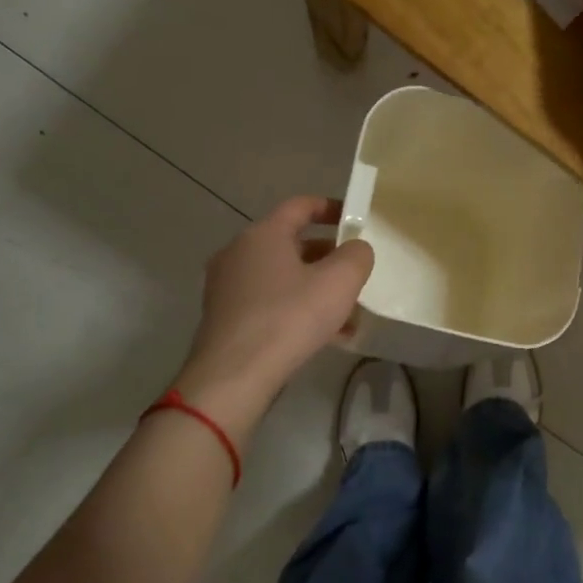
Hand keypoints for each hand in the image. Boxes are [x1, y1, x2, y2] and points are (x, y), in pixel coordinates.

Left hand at [173, 196, 373, 439]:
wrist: (234, 375)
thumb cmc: (289, 318)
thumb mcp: (339, 282)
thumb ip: (356, 256)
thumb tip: (356, 249)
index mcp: (263, 234)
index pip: (300, 206)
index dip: (331, 208)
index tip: (354, 219)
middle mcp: (239, 253)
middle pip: (292, 244)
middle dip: (328, 258)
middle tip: (354, 275)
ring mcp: (227, 287)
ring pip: (283, 278)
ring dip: (316, 290)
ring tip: (348, 316)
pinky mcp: (225, 318)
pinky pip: (269, 303)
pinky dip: (297, 310)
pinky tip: (325, 338)